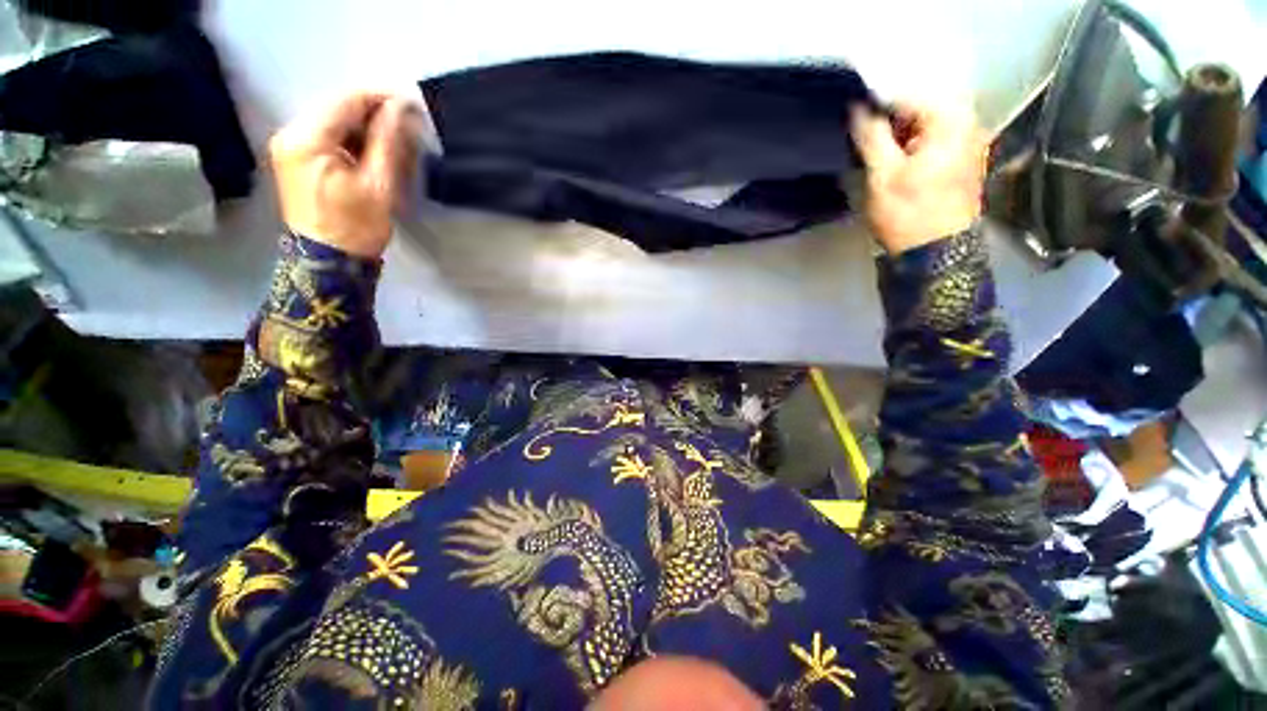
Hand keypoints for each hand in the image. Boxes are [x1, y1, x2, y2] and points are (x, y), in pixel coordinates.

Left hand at [270, 92, 423, 258]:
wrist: (328, 261)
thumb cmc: (356, 227)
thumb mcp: (378, 185)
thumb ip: (388, 142)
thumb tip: (402, 109)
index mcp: (306, 139)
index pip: (344, 101)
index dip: (378, 97)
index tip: (409, 102)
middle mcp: (290, 134)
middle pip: (334, 106)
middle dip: (371, 109)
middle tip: (405, 121)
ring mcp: (289, 146)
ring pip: (331, 119)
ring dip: (363, 124)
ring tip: (393, 136)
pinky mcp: (295, 158)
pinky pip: (325, 134)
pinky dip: (351, 136)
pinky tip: (371, 148)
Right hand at [851, 104, 986, 254]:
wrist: (936, 253)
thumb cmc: (908, 213)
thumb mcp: (882, 174)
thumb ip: (871, 136)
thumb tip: (858, 106)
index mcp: (952, 120)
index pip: (909, 95)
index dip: (877, 105)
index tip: (852, 118)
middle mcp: (968, 123)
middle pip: (922, 107)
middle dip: (891, 120)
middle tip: (864, 139)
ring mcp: (970, 142)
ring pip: (928, 124)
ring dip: (901, 134)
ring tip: (877, 152)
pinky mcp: (965, 159)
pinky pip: (936, 139)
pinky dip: (914, 145)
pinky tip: (897, 161)